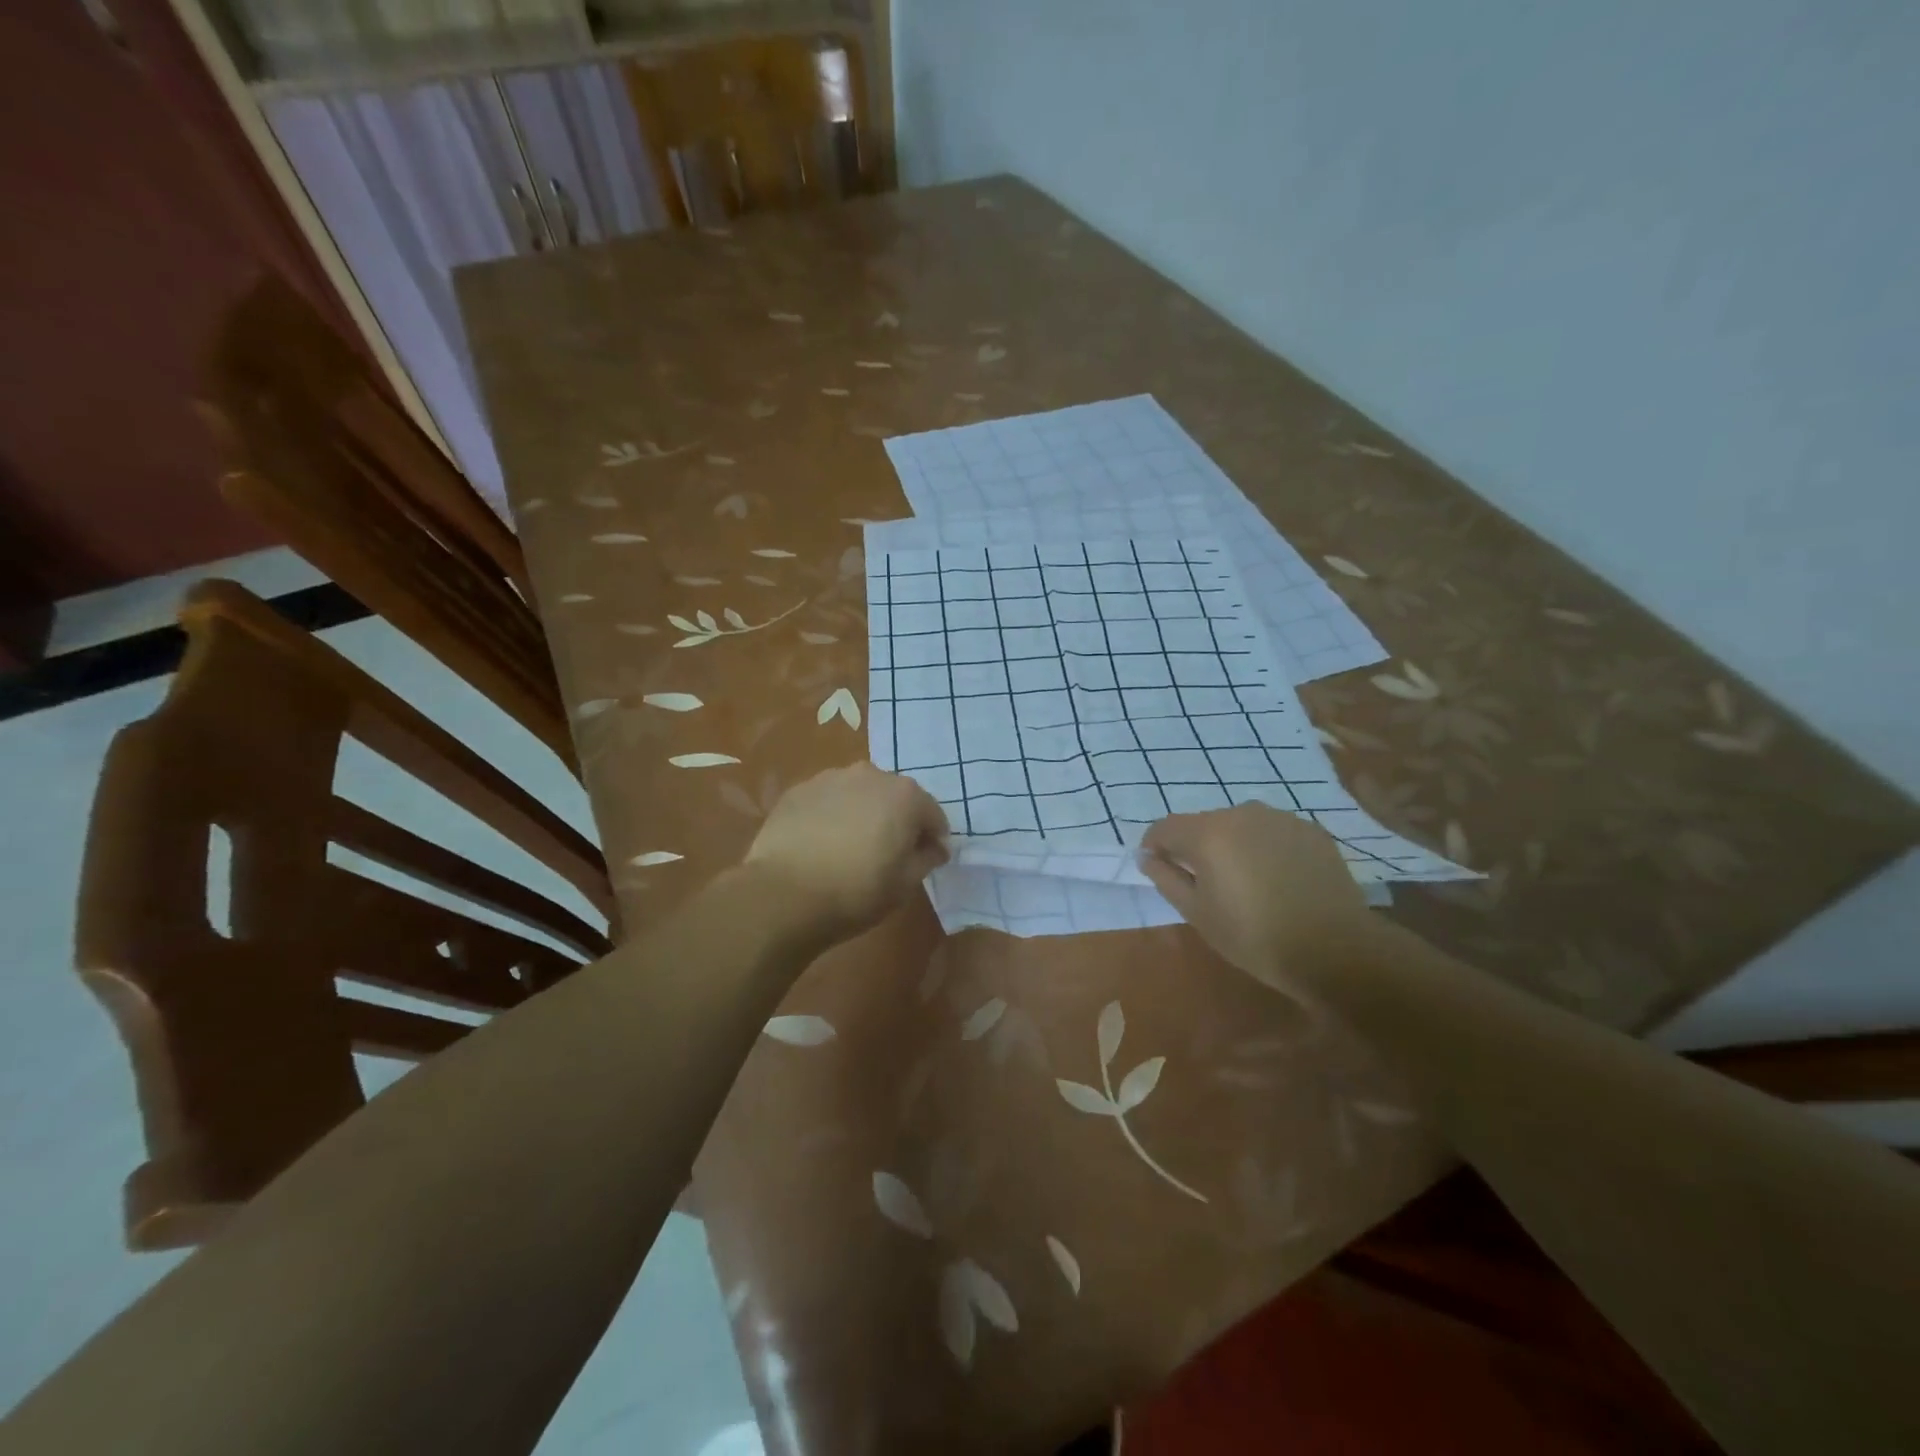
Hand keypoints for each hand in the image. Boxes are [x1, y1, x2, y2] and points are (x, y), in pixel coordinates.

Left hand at [744, 763, 950, 938]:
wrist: (784, 893)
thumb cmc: (857, 890)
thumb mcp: (905, 883)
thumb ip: (927, 858)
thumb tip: (934, 848)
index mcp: (905, 795)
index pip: (932, 814)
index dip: (934, 838)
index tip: (928, 859)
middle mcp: (870, 775)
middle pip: (894, 797)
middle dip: (898, 820)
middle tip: (889, 852)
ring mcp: (830, 778)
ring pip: (858, 794)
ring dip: (863, 813)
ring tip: (852, 846)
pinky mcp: (797, 791)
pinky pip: (827, 801)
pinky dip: (831, 815)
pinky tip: (822, 844)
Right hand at [1140, 803, 1371, 984]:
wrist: (1335, 948)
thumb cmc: (1254, 936)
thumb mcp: (1198, 914)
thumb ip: (1166, 878)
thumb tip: (1148, 857)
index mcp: (1208, 833)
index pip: (1165, 827)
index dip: (1155, 846)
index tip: (1158, 869)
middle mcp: (1241, 813)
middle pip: (1203, 824)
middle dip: (1195, 847)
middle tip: (1204, 884)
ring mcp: (1280, 819)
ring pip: (1240, 826)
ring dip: (1232, 846)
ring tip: (1244, 882)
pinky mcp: (1311, 831)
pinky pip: (1272, 833)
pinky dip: (1264, 849)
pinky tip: (1277, 880)